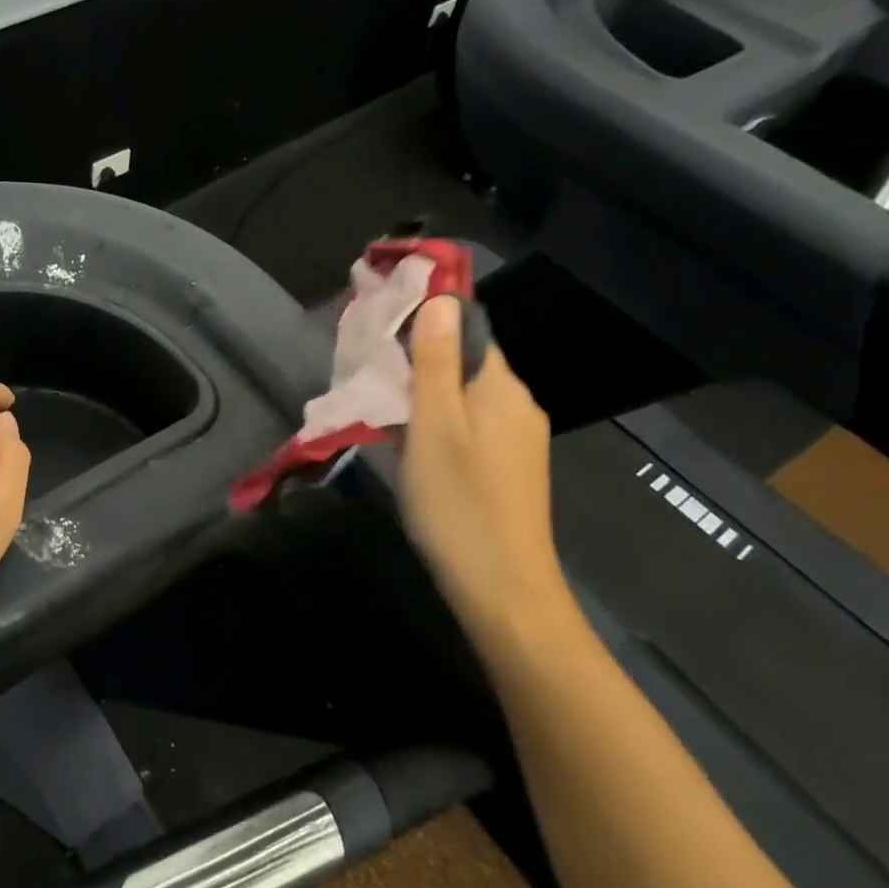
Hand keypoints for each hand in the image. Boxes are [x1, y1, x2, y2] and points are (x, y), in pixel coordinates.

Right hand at [398, 297, 573, 647]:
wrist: (502, 589)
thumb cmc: (458, 502)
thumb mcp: (433, 426)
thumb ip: (434, 362)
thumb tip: (440, 298)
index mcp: (502, 387)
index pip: (467, 328)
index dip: (426, 320)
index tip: (382, 327)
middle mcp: (518, 404)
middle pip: (465, 362)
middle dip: (418, 360)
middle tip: (370, 374)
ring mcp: (518, 440)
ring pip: (465, 397)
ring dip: (425, 395)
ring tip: (382, 408)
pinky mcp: (510, 469)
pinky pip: (471, 426)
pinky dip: (439, 423)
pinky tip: (412, 444)